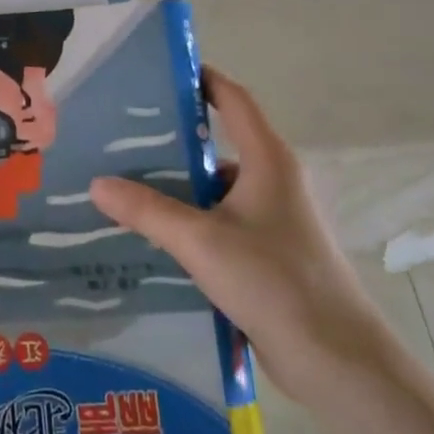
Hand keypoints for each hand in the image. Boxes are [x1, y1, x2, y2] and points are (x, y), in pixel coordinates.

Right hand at [90, 68, 392, 403]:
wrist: (336, 361)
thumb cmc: (274, 281)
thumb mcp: (201, 241)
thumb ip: (147, 211)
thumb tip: (97, 183)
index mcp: (268, 161)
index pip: (234, 100)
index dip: (202, 79)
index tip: (159, 72)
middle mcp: (273, 182)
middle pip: (218, 146)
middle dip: (171, 140)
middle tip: (119, 137)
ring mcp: (272, 221)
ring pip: (214, 190)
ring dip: (175, 188)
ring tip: (122, 187)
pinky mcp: (267, 255)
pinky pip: (218, 223)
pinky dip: (187, 222)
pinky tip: (150, 236)